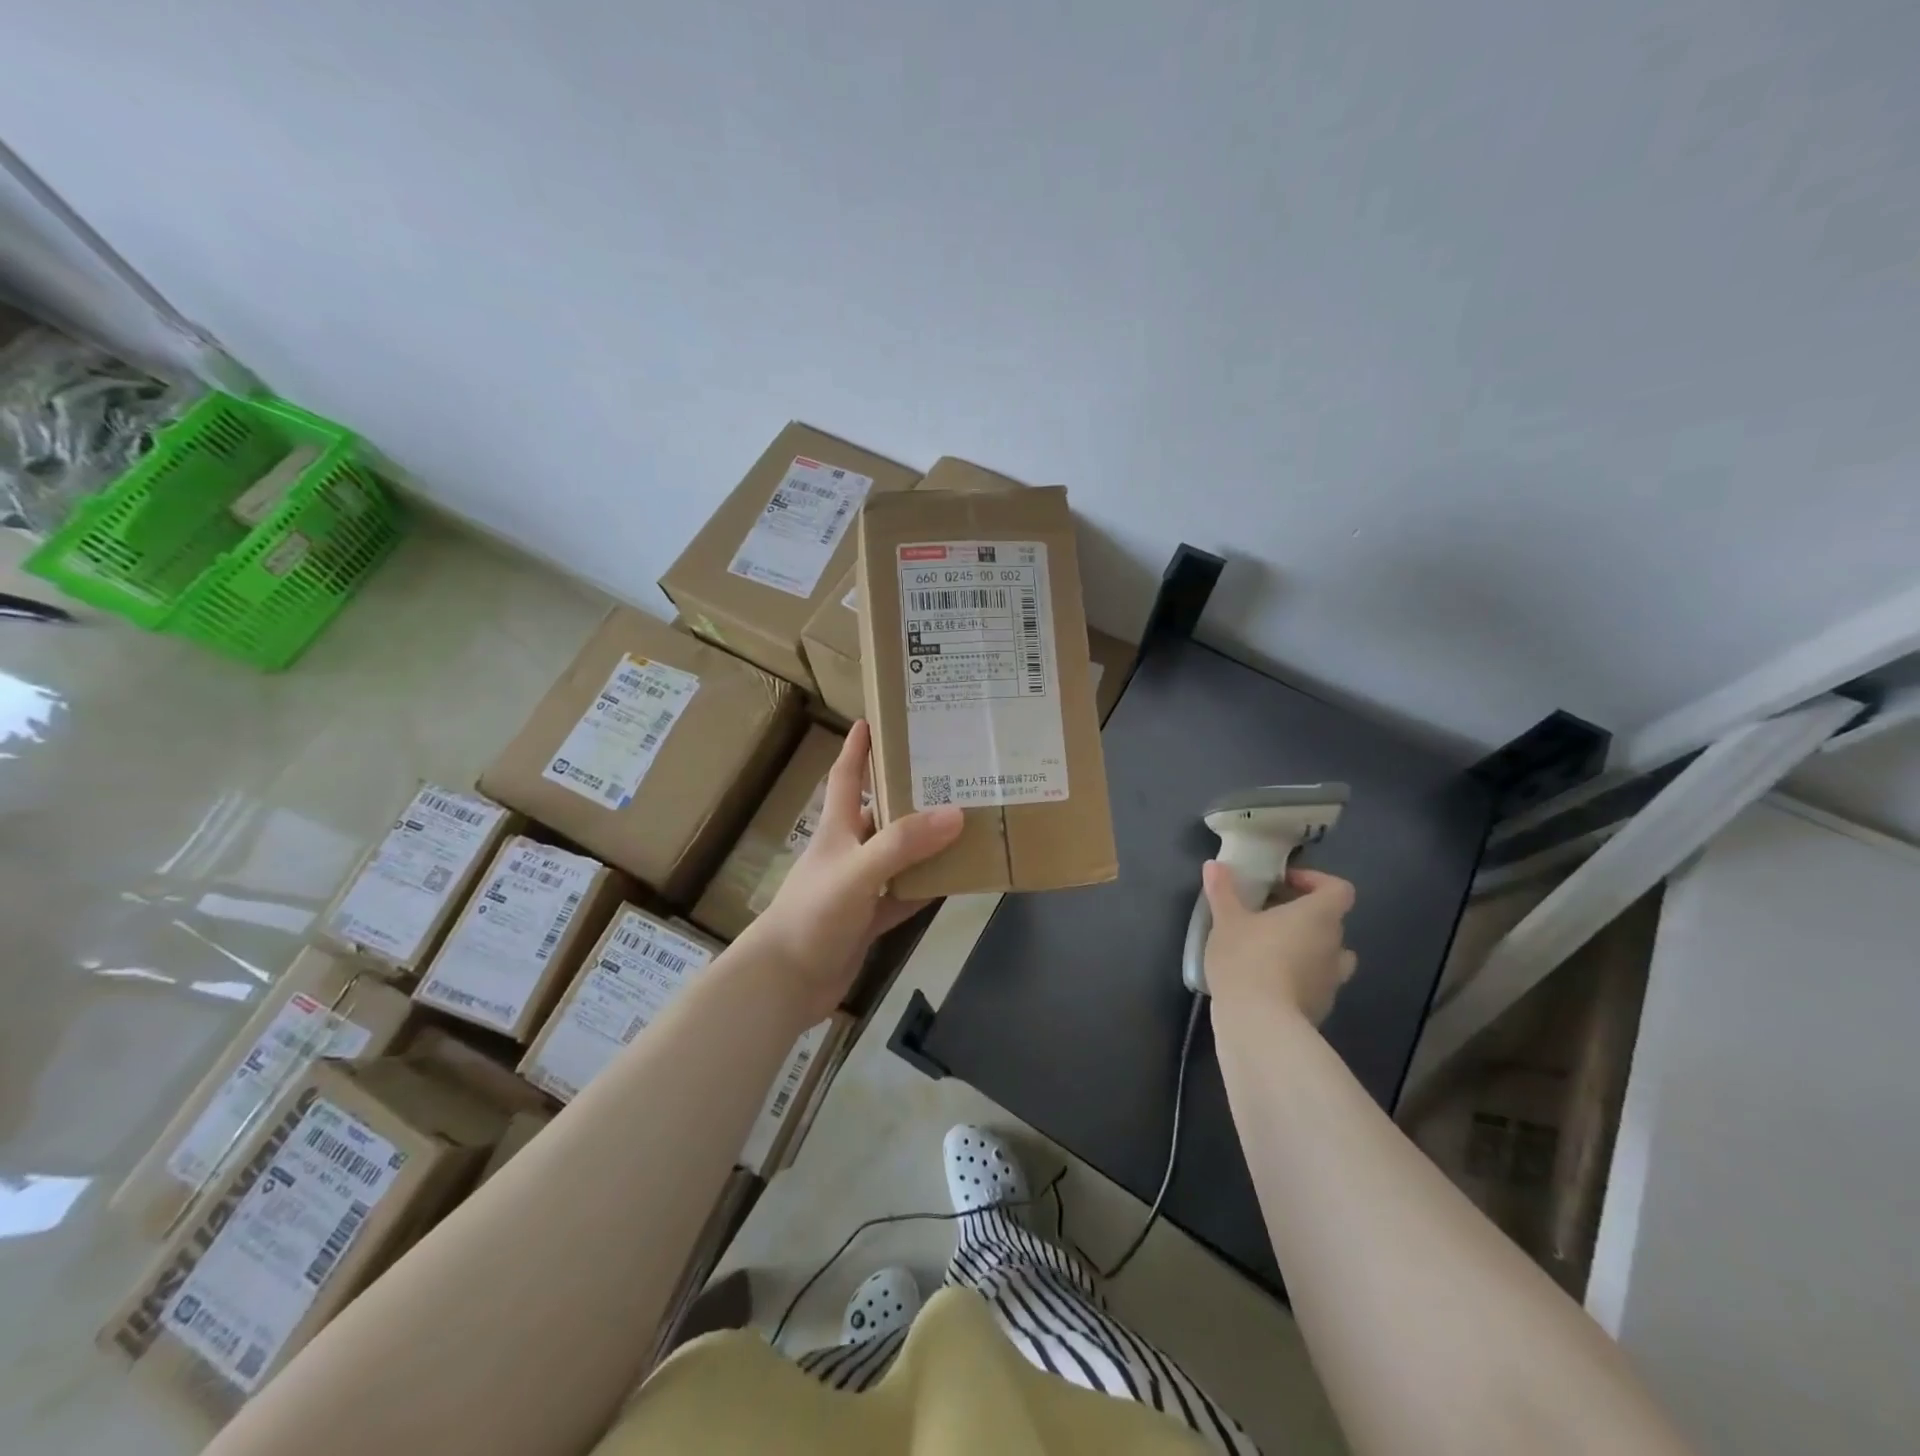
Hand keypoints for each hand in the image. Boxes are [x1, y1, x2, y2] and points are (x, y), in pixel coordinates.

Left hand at [741, 720, 963, 1021]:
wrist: (785, 981)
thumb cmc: (813, 913)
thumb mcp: (858, 870)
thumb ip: (903, 843)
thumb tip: (956, 813)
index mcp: (837, 830)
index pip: (847, 777)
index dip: (858, 748)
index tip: (873, 719)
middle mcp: (849, 852)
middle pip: (881, 813)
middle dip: (908, 793)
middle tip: (949, 773)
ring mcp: (859, 887)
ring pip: (898, 856)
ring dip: (925, 843)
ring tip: (964, 821)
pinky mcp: (868, 919)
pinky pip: (904, 896)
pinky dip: (925, 889)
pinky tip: (954, 880)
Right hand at [1201, 862, 1357, 1024]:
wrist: (1259, 1025)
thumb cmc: (1247, 959)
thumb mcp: (1226, 920)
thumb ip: (1223, 891)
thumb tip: (1214, 864)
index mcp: (1319, 916)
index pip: (1338, 889)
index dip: (1315, 881)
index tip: (1283, 884)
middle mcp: (1334, 946)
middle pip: (1330, 921)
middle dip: (1302, 915)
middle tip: (1266, 915)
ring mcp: (1332, 981)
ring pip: (1328, 955)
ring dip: (1306, 948)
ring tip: (1271, 949)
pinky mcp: (1321, 1008)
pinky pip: (1315, 983)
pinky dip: (1298, 978)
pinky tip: (1266, 982)